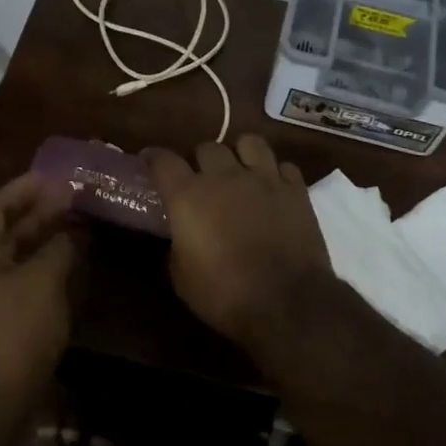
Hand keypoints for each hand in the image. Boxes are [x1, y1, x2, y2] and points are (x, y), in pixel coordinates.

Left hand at [0, 173, 80, 400]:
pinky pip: (23, 286)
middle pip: (5, 232)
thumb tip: (71, 234)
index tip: (53, 178)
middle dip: (37, 214)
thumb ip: (58, 249)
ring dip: (44, 243)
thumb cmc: (12, 331)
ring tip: (78, 230)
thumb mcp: (42, 280)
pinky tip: (72, 271)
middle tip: (72, 201)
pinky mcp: (0, 327)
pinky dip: (46, 272)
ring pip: (16, 260)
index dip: (22, 189)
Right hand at [144, 136, 332, 350]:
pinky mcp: (296, 190)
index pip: (163, 160)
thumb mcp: (182, 280)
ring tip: (240, 172)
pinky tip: (273, 190)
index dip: (153, 158)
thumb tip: (178, 240)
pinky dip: (276, 174)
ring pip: (249, 142)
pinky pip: (283, 166)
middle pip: (207, 147)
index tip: (149, 162)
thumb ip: (175, 249)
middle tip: (201, 180)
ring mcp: (264, 179)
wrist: (287, 303)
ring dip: (240, 154)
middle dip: (200, 160)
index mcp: (189, 196)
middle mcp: (224, 176)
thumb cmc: (225, 295)